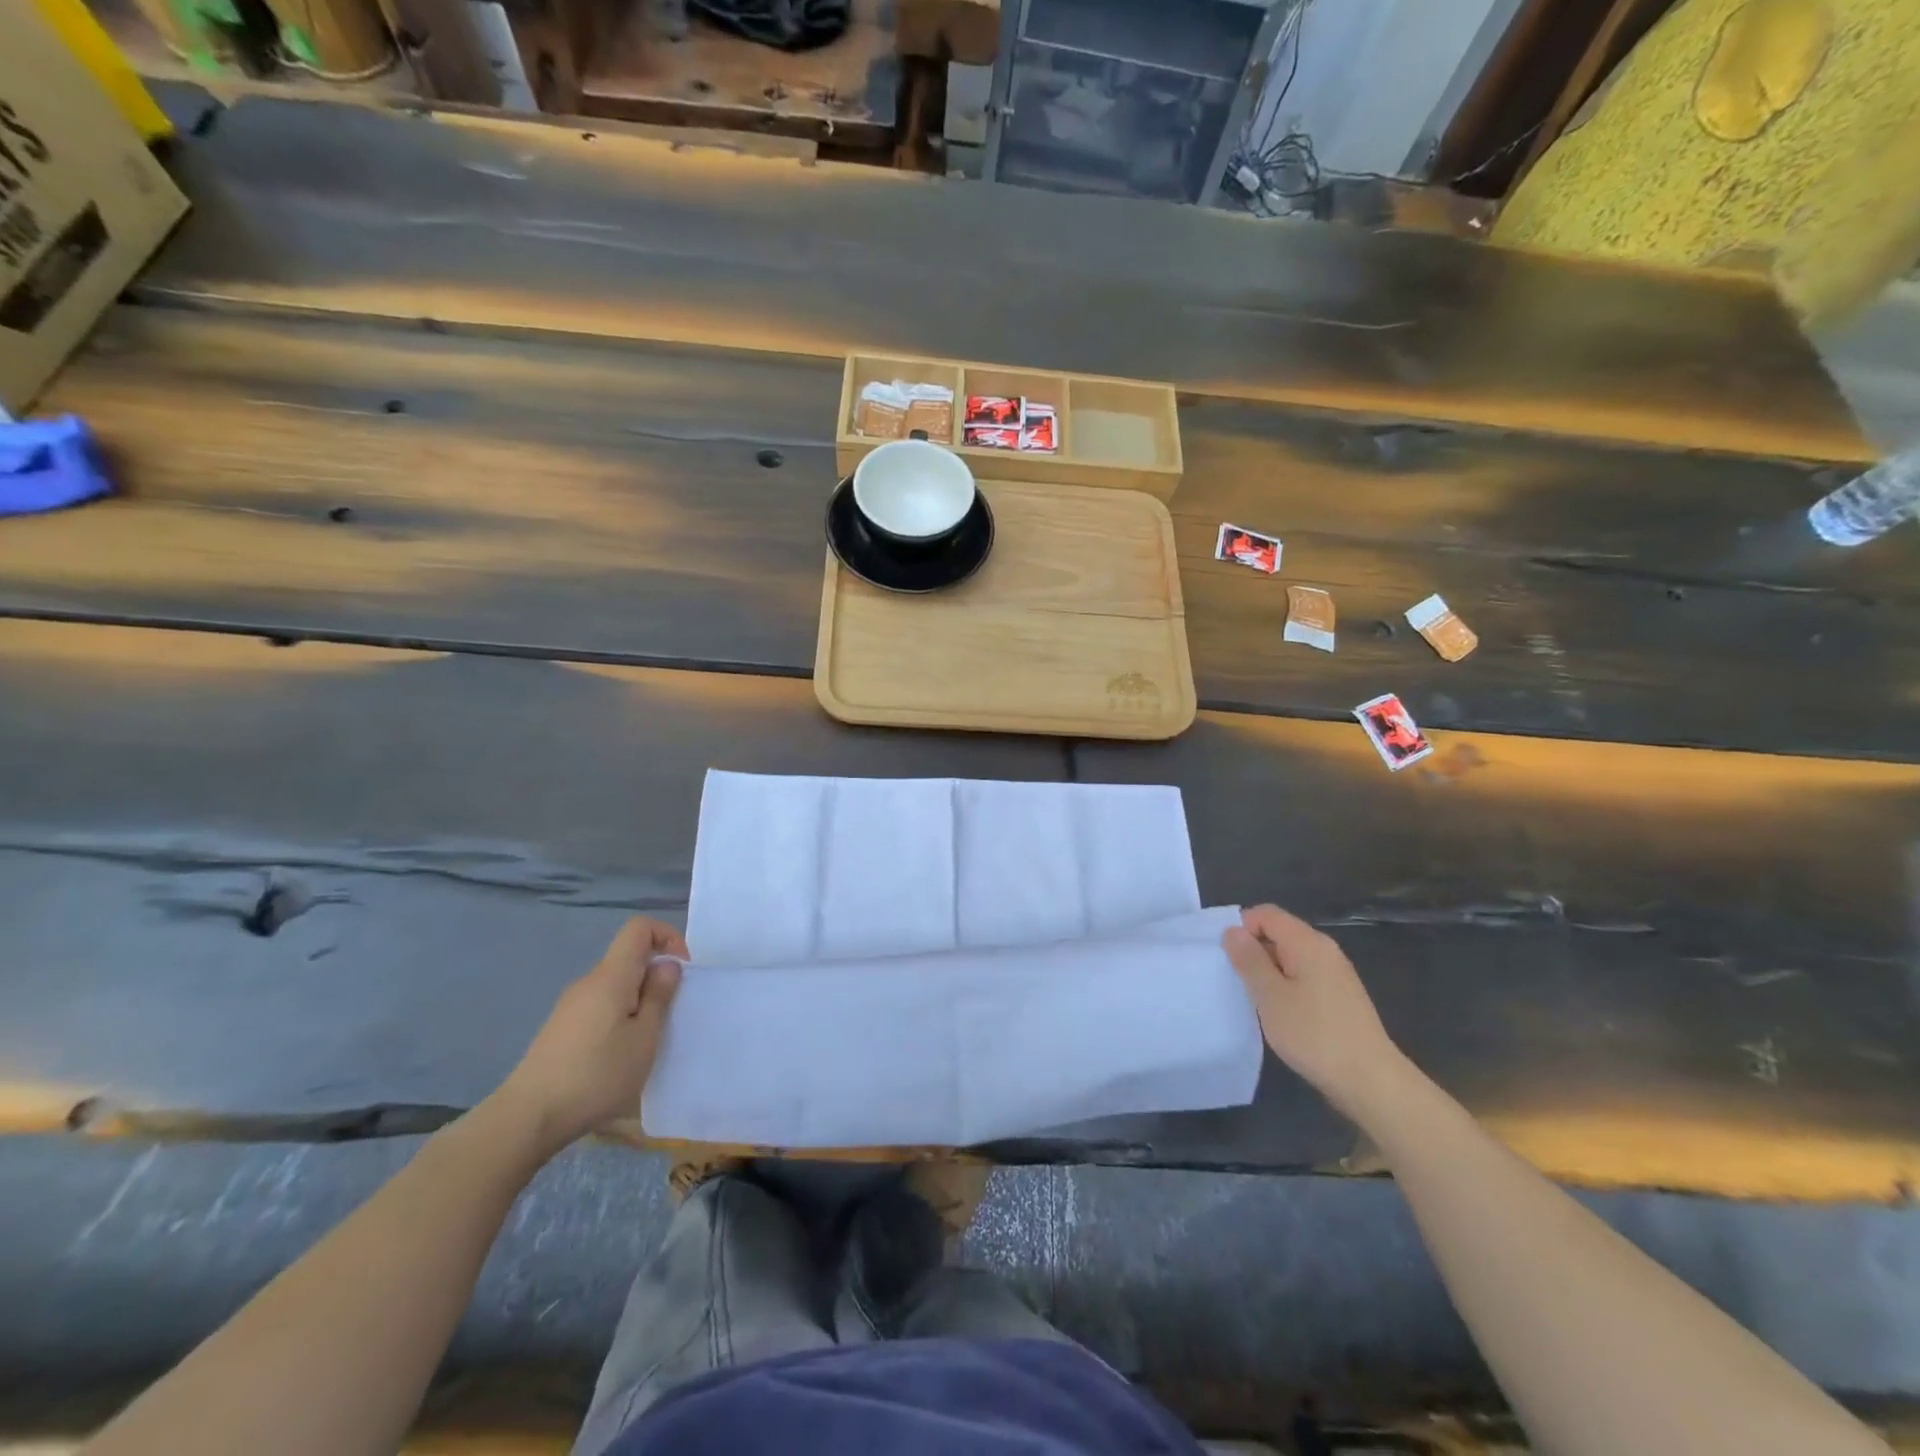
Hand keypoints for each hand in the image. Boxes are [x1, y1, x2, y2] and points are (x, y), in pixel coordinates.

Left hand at [494, 917, 685, 1155]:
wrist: (528, 1117)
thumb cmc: (597, 1074)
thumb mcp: (644, 1038)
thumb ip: (659, 997)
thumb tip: (666, 965)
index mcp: (611, 976)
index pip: (639, 928)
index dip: (667, 938)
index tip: (680, 972)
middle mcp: (588, 982)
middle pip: (628, 958)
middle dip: (655, 977)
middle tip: (668, 1016)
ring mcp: (570, 1006)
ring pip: (615, 986)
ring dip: (638, 1001)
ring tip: (645, 1041)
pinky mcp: (560, 1029)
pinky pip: (599, 1007)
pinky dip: (618, 1017)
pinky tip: (618, 1056)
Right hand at [1223, 904, 1405, 1124]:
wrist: (1371, 1081)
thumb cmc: (1314, 1034)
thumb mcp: (1271, 996)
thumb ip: (1249, 960)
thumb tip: (1232, 931)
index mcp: (1308, 942)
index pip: (1266, 914)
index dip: (1242, 928)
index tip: (1230, 960)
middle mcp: (1324, 950)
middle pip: (1279, 933)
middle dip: (1254, 951)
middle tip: (1239, 983)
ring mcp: (1336, 974)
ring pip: (1290, 957)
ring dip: (1269, 972)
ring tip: (1258, 1001)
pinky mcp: (1340, 996)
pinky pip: (1304, 976)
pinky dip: (1286, 987)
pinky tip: (1282, 1014)